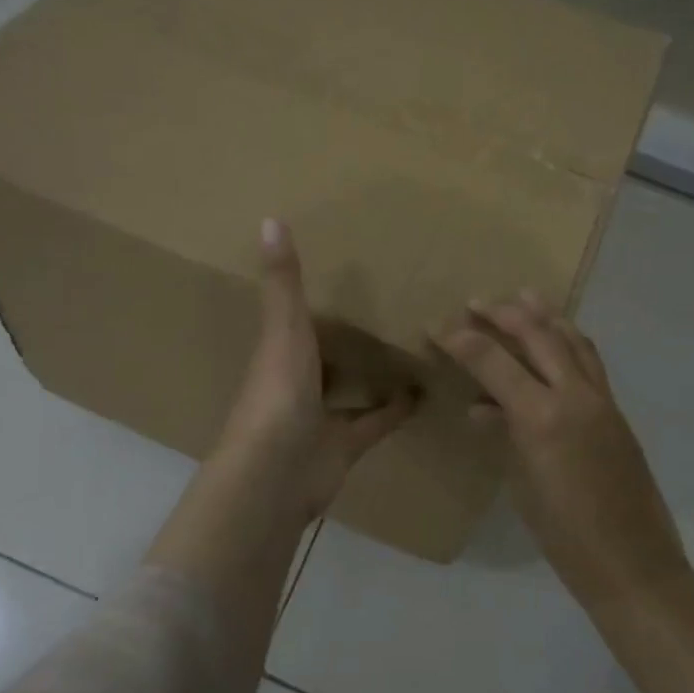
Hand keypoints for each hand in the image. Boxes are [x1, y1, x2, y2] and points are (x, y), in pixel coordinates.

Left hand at [218, 219, 417, 517]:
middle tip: (392, 308)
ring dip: (375, 374)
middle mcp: (298, 384)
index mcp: (279, 353)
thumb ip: (283, 281)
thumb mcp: (283, 329)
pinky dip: (396, 410)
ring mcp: (319, 418)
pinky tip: (423, 393)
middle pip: (326, 356)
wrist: (276, 474)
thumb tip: (269, 218)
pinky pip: (374, 423)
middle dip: (350, 339)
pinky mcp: (344, 447)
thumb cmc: (278, 393)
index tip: (348, 275)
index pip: (297, 320)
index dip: (317, 301)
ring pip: (350, 391)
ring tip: (413, 347)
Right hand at [436, 293, 689, 605]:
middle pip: (538, 336)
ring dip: (546, 315)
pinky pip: (590, 361)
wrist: (634, 564)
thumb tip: (483, 409)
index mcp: (542, 418)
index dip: (461, 341)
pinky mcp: (617, 411)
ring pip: (573, 340)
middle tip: (477, 302)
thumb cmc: (565, 537)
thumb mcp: (522, 485)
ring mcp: (601, 401)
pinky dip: (570, 340)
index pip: (494, 362)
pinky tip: (559, 338)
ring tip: (525, 296)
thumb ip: (504, 436)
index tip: (436, 326)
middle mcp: (574, 397)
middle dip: (505, 313)